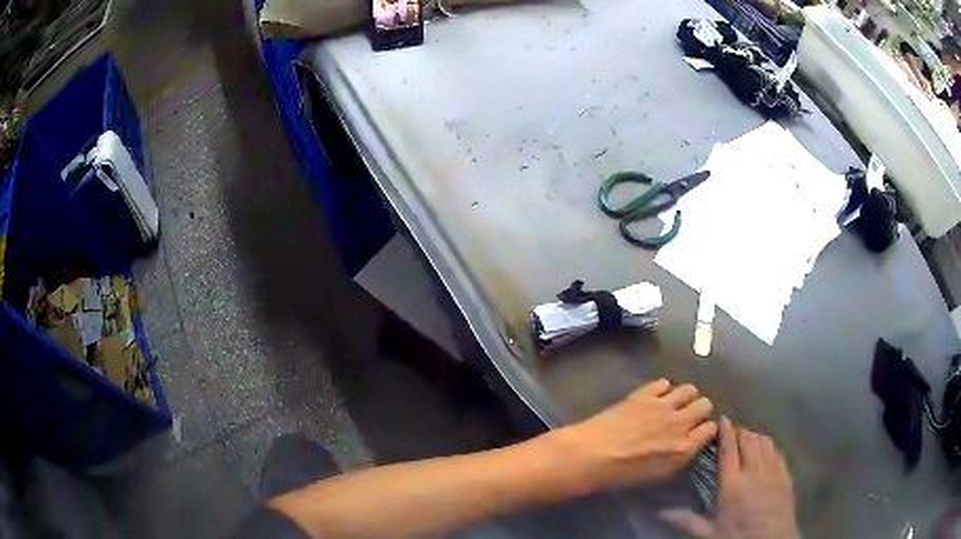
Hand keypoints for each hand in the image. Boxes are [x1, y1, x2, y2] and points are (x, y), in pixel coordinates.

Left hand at [557, 379, 716, 490]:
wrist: (592, 455)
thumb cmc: (622, 474)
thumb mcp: (658, 474)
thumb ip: (679, 457)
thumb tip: (688, 445)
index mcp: (685, 448)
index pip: (711, 429)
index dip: (705, 429)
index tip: (698, 432)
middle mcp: (680, 423)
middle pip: (705, 404)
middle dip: (699, 410)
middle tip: (686, 417)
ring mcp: (663, 405)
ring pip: (690, 389)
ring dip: (684, 396)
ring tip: (673, 404)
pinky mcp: (645, 393)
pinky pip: (664, 382)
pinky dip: (662, 389)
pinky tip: (653, 397)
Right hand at [659, 417, 798, 538]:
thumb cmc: (736, 536)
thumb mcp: (708, 532)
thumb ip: (686, 520)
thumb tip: (660, 512)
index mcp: (732, 484)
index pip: (728, 450)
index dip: (726, 432)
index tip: (722, 419)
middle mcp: (753, 471)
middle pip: (749, 440)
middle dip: (741, 431)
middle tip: (733, 432)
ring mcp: (772, 471)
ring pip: (765, 442)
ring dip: (755, 436)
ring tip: (748, 438)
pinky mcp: (785, 474)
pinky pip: (778, 451)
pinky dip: (770, 445)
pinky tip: (766, 449)